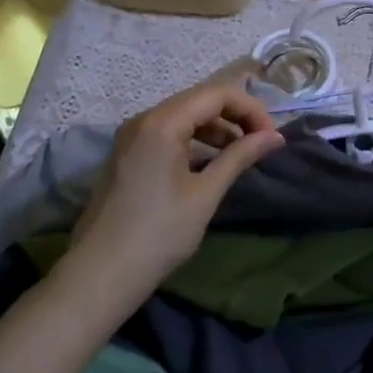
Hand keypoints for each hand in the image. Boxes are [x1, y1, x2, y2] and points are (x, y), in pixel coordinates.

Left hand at [60, 84, 282, 317]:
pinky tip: (209, 164)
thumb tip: (275, 137)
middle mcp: (144, 120)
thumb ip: (240, 157)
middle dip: (235, 116)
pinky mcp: (126, 155)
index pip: (217, 94)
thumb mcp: (205, 194)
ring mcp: (131, 137)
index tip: (270, 137)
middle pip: (199, 100)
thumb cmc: (158, 234)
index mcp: (162, 122)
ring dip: (216, 129)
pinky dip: (193, 141)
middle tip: (260, 143)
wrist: (97, 278)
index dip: (250, 109)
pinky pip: (167, 133)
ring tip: (239, 155)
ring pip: (183, 116)